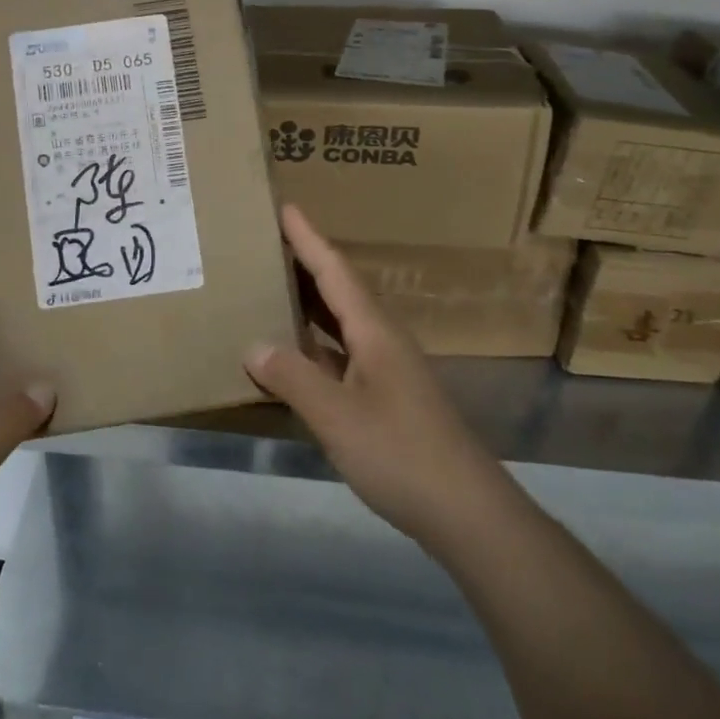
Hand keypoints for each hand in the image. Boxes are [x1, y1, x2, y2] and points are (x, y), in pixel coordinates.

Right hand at [242, 205, 509, 552]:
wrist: (466, 511)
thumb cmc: (401, 454)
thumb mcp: (337, 416)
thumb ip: (293, 378)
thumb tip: (253, 345)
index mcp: (374, 331)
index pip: (336, 271)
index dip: (309, 239)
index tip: (285, 207)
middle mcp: (382, 341)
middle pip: (339, 291)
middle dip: (306, 264)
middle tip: (267, 243)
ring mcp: (387, 371)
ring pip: (340, 325)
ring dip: (309, 305)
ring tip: (272, 289)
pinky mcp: (386, 400)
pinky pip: (341, 357)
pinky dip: (314, 348)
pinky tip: (292, 358)